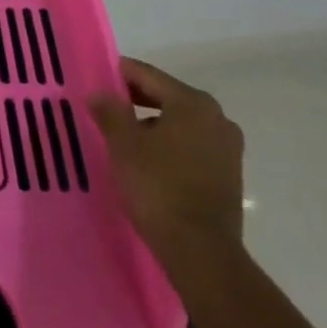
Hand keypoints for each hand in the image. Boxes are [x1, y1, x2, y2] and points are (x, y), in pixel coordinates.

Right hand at [90, 57, 244, 256]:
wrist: (202, 253)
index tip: (97, 78)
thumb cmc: (159, 188)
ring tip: (126, 139)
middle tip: (107, 109)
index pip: (148, 75)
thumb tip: (100, 93)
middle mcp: (217, 118)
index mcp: (193, 102)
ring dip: (154, 125)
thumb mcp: (124, 145)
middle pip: (167, 97)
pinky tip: (150, 163)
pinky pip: (193, 147)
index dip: (120, 74)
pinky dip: (171, 147)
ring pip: (181, 123)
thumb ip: (110, 112)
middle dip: (136, 101)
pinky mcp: (230, 176)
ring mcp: (228, 148)